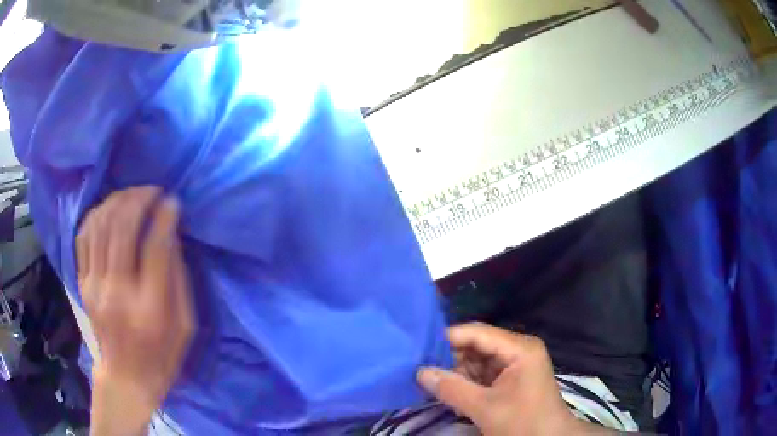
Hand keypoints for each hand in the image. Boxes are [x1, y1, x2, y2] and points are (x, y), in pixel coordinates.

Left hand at [76, 187, 193, 435]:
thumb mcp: (184, 326)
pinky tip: (109, 209)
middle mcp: (117, 292)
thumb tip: (170, 235)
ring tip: (133, 195)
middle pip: (122, 227)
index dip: (164, 217)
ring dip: (118, 201)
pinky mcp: (82, 283)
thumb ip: (178, 279)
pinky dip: (97, 214)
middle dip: (139, 199)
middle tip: (153, 191)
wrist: (125, 379)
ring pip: (101, 225)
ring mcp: (94, 286)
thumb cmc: (161, 356)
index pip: (154, 247)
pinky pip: (84, 235)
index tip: (172, 201)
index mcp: (149, 309)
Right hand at [417, 323, 612, 435]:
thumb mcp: (485, 408)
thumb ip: (451, 389)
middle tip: (421, 368)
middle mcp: (518, 349)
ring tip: (430, 381)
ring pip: (478, 360)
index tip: (419, 348)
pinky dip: (467, 382)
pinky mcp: (512, 378)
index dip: (448, 338)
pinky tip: (449, 391)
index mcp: (519, 348)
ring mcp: (516, 364)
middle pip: (477, 345)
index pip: (478, 333)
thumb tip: (419, 372)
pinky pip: (484, 373)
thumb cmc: (522, 422)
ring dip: (457, 372)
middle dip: (451, 358)